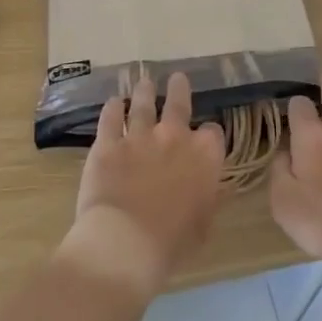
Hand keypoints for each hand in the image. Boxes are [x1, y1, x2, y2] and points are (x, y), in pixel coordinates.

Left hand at [59, 72, 225, 299]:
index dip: (209, 135)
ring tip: (143, 82)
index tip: (205, 138)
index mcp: (204, 156)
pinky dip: (112, 108)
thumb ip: (208, 198)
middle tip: (177, 77)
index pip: (213, 133)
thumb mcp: (204, 224)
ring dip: (144, 91)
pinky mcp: (107, 144)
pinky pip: (110, 119)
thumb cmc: (173, 243)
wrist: (126, 243)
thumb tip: (213, 187)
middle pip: (178, 104)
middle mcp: (174, 137)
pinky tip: (112, 102)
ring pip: (142, 104)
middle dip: (179, 89)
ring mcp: (139, 136)